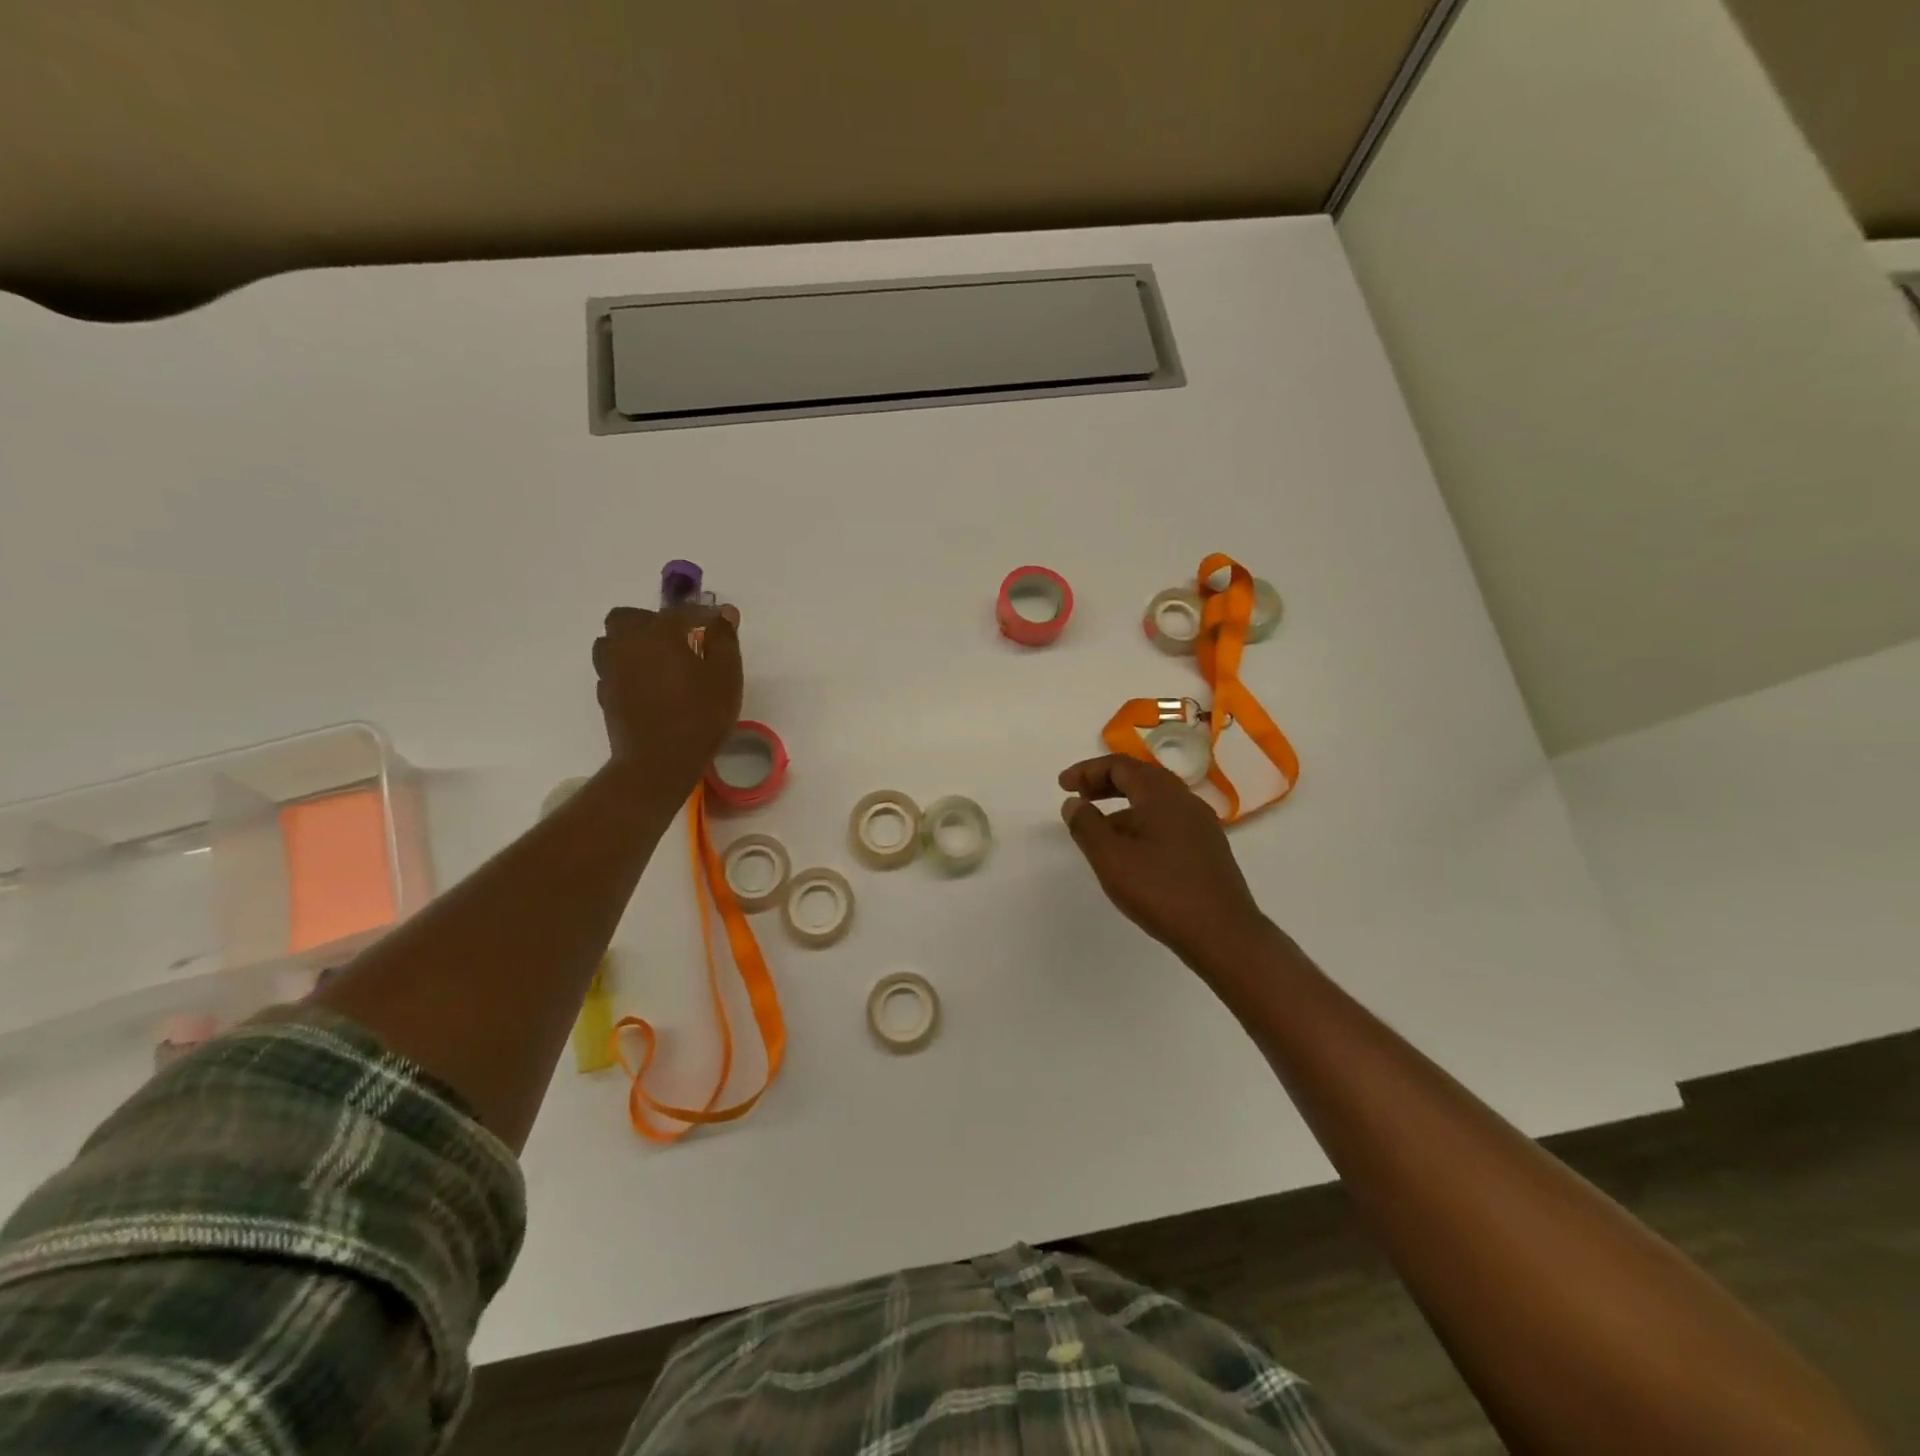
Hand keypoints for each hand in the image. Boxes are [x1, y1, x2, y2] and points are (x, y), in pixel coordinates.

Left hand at [593, 603, 742, 801]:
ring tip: (657, 660)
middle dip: (652, 621)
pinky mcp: (605, 695)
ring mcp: (611, 670)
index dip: (704, 615)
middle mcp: (628, 643)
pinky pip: (612, 669)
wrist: (658, 762)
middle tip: (678, 639)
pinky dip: (627, 668)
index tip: (721, 623)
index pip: (682, 612)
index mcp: (659, 633)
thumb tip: (724, 612)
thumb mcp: (725, 675)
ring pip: (612, 641)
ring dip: (632, 643)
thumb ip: (724, 639)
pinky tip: (647, 684)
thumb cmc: (700, 715)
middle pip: (629, 617)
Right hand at [1058, 754, 1269, 966]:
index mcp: (1161, 794)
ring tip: (1099, 828)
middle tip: (1079, 797)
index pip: (1120, 766)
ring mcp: (1201, 825)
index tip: (1063, 786)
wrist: (1223, 934)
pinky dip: (1143, 823)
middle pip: (1141, 778)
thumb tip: (1073, 803)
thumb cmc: (1161, 890)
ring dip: (1124, 805)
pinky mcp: (1208, 849)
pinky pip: (1169, 821)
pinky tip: (1131, 852)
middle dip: (1106, 783)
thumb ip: (1087, 826)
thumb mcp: (1111, 858)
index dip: (1087, 771)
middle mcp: (1185, 801)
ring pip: (1156, 801)